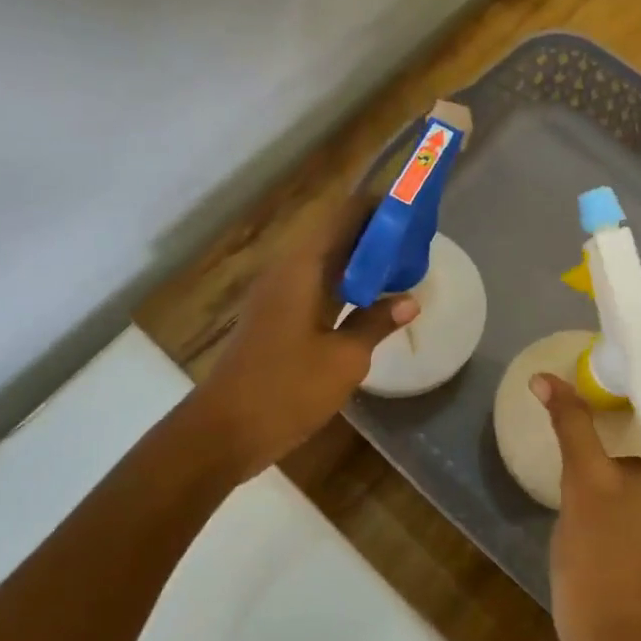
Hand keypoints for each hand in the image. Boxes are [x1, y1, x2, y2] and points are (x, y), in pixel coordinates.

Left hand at [194, 199, 418, 478]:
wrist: (224, 431)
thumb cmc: (286, 390)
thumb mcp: (344, 359)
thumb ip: (376, 323)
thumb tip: (409, 300)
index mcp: (302, 269)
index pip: (344, 216)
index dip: (377, 208)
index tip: (412, 209)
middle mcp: (288, 272)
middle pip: (335, 236)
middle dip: (375, 234)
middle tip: (416, 240)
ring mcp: (279, 296)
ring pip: (327, 262)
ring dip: (361, 261)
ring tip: (403, 263)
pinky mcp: (277, 318)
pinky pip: (317, 286)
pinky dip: (346, 285)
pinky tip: (371, 300)